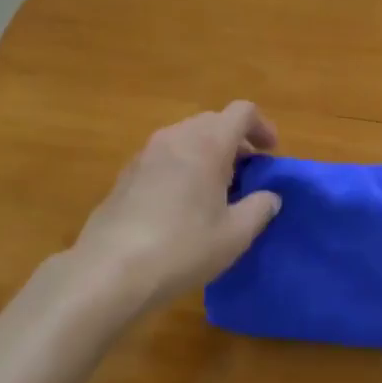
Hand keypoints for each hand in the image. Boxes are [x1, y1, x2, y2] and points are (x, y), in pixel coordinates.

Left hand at [68, 102, 282, 315]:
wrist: (110, 270)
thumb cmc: (183, 247)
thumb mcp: (235, 234)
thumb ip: (260, 208)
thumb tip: (270, 197)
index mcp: (207, 143)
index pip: (242, 112)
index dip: (262, 126)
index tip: (271, 154)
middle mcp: (176, 137)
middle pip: (213, 121)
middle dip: (236, 141)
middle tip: (248, 174)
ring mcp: (146, 153)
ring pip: (187, 137)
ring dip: (208, 153)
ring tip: (217, 190)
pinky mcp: (126, 174)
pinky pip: (165, 156)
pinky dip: (183, 166)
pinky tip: (183, 204)